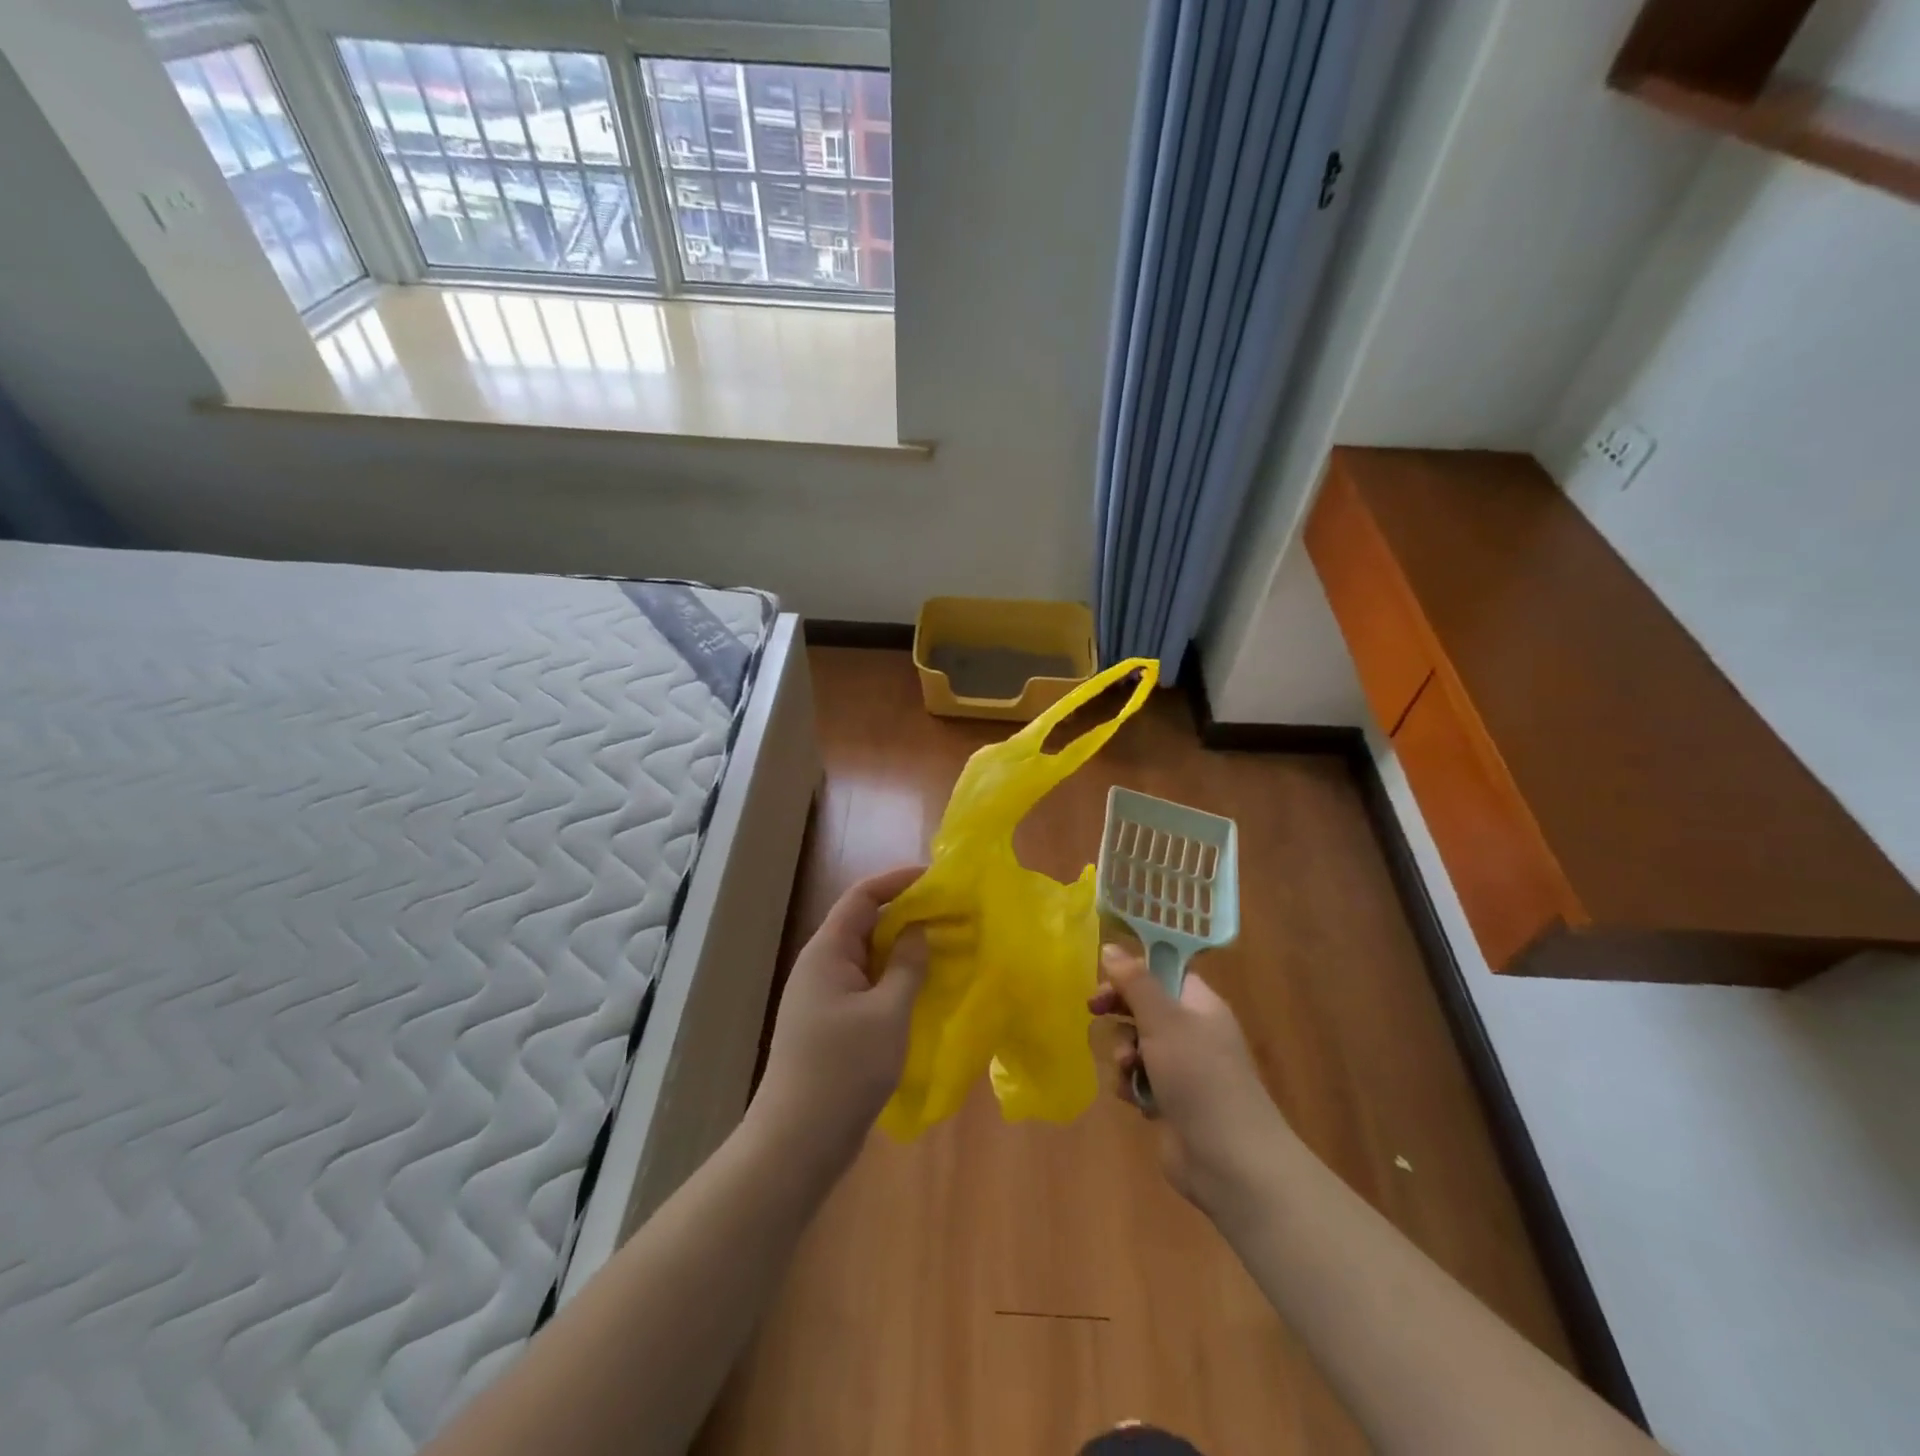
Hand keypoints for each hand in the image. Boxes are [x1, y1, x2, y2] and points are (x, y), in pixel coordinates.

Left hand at [747, 866, 926, 1183]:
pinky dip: (895, 979)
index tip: (937, 879)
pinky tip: (922, 990)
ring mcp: (824, 996)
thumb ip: (907, 966)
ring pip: (868, 957)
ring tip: (944, 948)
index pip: (862, 897)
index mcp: (827, 952)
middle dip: (907, 914)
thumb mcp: (887, 1014)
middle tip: (950, 915)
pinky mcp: (831, 1024)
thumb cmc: (843, 1070)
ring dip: (903, 949)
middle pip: (865, 923)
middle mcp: (822, 966)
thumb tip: (919, 930)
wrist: (797, 1142)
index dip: (898, 881)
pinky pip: (867, 985)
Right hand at [1090, 943, 1293, 1220]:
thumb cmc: (1199, 1077)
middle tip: (1096, 1012)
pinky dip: (1133, 1085)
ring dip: (1124, 1054)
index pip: (1163, 972)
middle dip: (1121, 1014)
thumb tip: (1110, 946)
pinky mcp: (1172, 1102)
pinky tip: (1135, 1099)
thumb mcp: (1163, 1020)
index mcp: (1199, 1004)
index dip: (1132, 972)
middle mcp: (1193, 1031)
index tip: (1104, 979)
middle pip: (1145, 1007)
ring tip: (1129, 1070)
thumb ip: (1135, 982)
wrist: (1230, 1161)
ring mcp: (1183, 1068)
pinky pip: (1140, 1079)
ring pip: (1137, 1044)